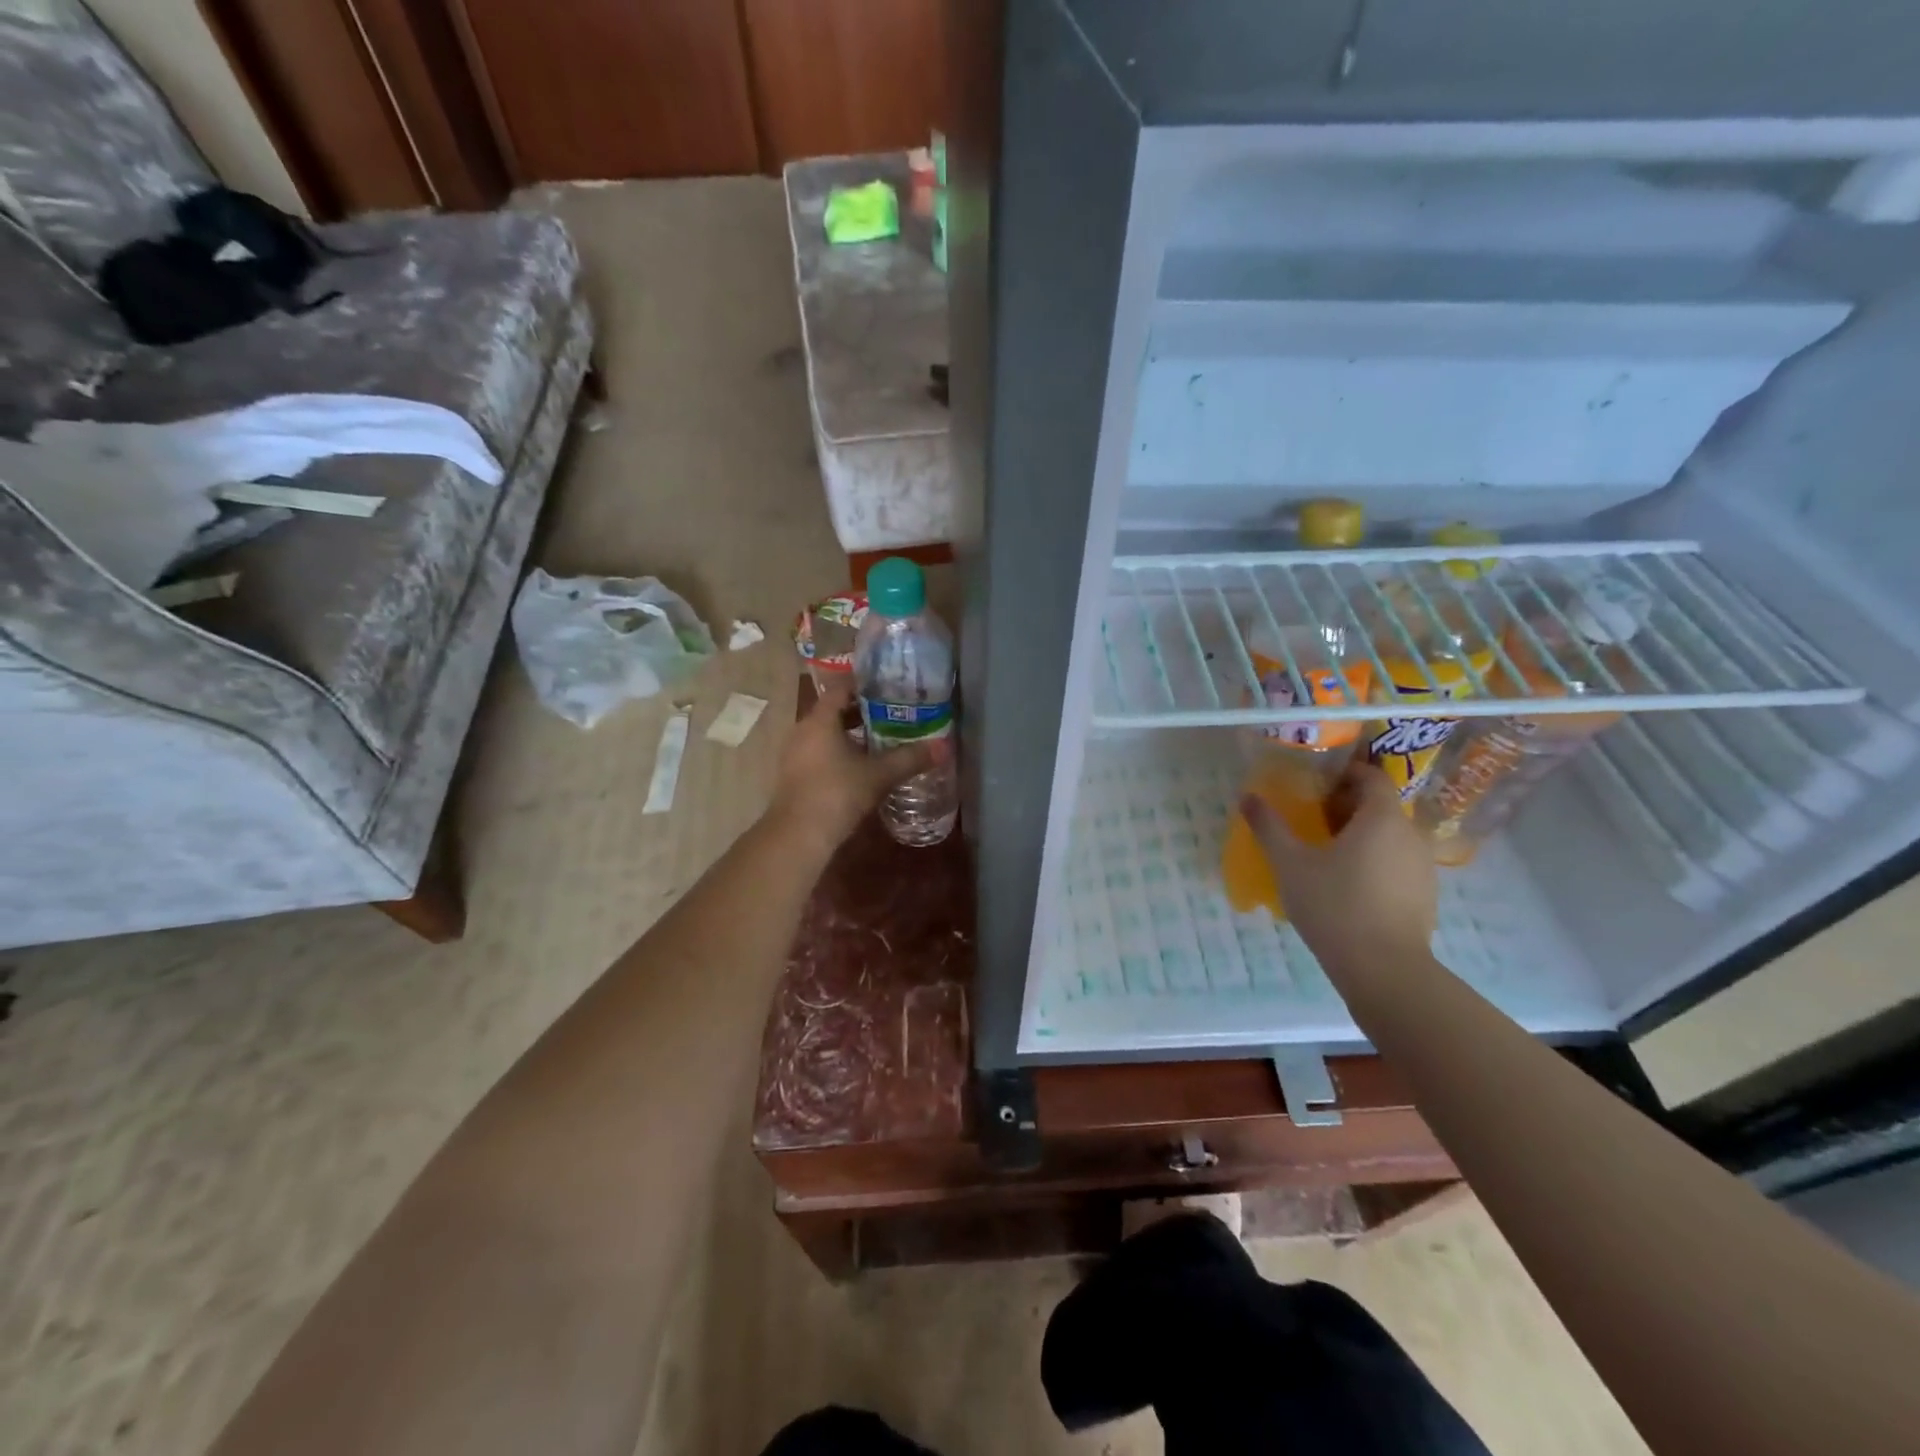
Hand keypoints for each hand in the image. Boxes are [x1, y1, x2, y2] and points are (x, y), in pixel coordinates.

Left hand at [766, 680, 945, 854]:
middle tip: (893, 712)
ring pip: (826, 732)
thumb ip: (909, 759)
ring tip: (882, 738)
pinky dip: (840, 751)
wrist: (798, 836)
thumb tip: (942, 747)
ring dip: (851, 733)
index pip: (840, 688)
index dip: (864, 684)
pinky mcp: (795, 774)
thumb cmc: (837, 793)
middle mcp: (803, 730)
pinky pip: (820, 751)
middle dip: (862, 710)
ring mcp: (795, 753)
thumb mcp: (878, 775)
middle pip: (834, 710)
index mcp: (821, 720)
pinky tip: (862, 765)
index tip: (888, 686)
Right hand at [1241, 760, 1436, 975]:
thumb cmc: (1334, 905)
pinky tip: (1347, 883)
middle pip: (1381, 806)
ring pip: (1390, 836)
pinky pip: (1397, 862)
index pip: (1371, 776)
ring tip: (1326, 851)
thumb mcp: (1290, 863)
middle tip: (1311, 816)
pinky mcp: (1425, 895)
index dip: (1344, 773)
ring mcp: (1423, 866)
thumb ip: (1269, 826)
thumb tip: (1248, 796)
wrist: (1384, 969)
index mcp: (1382, 817)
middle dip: (1347, 805)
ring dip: (1361, 835)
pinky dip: (1374, 860)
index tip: (1315, 781)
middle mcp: (1411, 834)